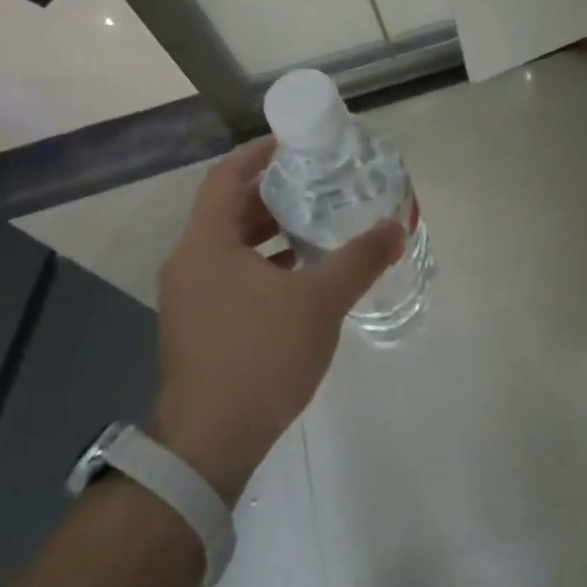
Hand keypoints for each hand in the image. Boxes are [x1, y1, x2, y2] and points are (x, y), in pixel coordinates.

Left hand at [149, 138, 401, 502]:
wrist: (210, 443)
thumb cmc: (260, 357)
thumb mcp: (320, 302)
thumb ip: (359, 260)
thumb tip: (396, 229)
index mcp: (206, 243)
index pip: (227, 176)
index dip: (260, 153)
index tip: (298, 143)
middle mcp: (190, 261)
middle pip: (230, 208)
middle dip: (274, 192)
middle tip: (319, 181)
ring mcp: (190, 296)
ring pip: (232, 244)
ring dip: (271, 230)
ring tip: (317, 221)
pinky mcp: (199, 324)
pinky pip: (232, 273)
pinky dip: (264, 263)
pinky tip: (301, 273)